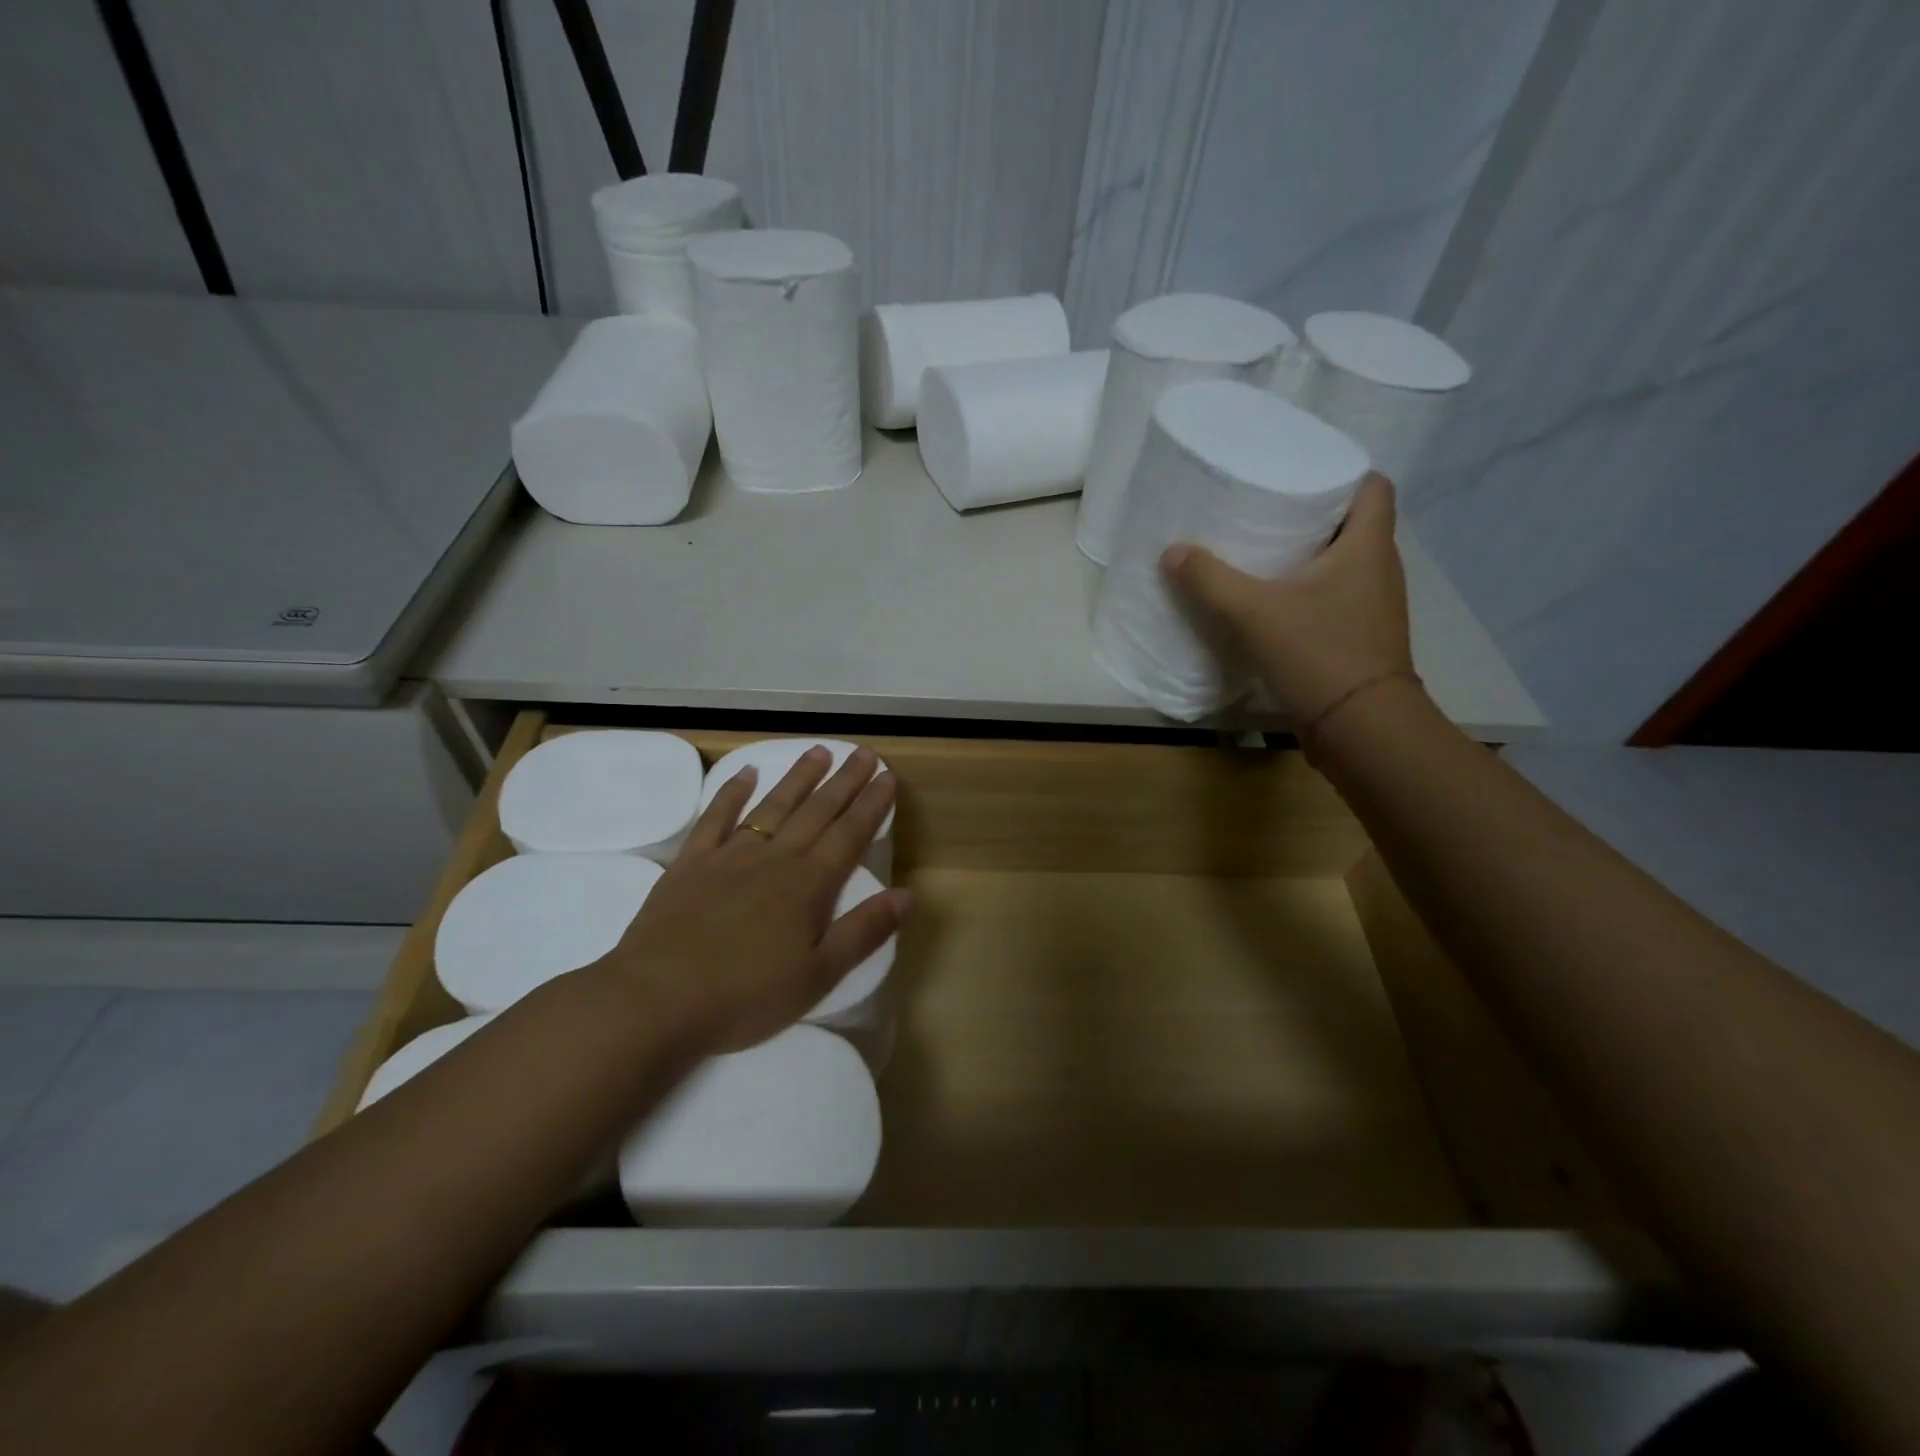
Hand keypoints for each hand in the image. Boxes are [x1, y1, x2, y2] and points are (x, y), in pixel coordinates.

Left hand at [598, 746, 909, 1053]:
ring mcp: (730, 855)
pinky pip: (715, 817)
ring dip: (798, 777)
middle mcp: (775, 858)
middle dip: (844, 781)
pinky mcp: (691, 862)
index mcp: (808, 885)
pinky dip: (731, 793)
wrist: (656, 1000)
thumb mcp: (817, 976)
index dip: (871, 805)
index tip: (887, 776)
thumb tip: (907, 894)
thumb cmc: (745, 996)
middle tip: (863, 752)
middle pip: (817, 811)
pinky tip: (745, 773)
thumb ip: (863, 931)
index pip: (850, 834)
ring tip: (819, 752)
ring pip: (773, 806)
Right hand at [1160, 473, 1413, 722]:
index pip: (1373, 486)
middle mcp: (1379, 569)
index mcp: (1368, 546)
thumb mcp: (1254, 612)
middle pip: (1352, 523)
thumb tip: (1173, 552)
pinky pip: (1334, 598)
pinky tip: (1270, 603)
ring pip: (1342, 563)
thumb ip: (1210, 580)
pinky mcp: (1360, 638)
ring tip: (1259, 552)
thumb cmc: (1319, 654)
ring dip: (1307, 556)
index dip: (1341, 471)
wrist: (1361, 728)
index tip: (1297, 473)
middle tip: (1263, 509)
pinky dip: (1306, 592)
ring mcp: (1372, 607)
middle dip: (1311, 513)